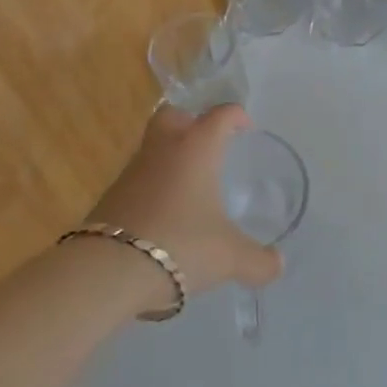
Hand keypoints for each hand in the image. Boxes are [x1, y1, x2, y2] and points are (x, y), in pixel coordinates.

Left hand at [85, 104, 282, 312]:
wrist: (108, 270)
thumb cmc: (180, 245)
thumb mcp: (230, 257)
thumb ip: (258, 261)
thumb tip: (278, 265)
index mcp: (196, 148)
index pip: (220, 115)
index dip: (236, 116)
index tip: (246, 127)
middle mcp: (163, 149)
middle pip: (173, 115)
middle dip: (191, 121)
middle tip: (208, 144)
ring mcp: (132, 171)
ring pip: (153, 148)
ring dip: (170, 158)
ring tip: (190, 187)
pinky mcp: (111, 196)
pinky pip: (138, 179)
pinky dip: (153, 188)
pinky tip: (166, 215)